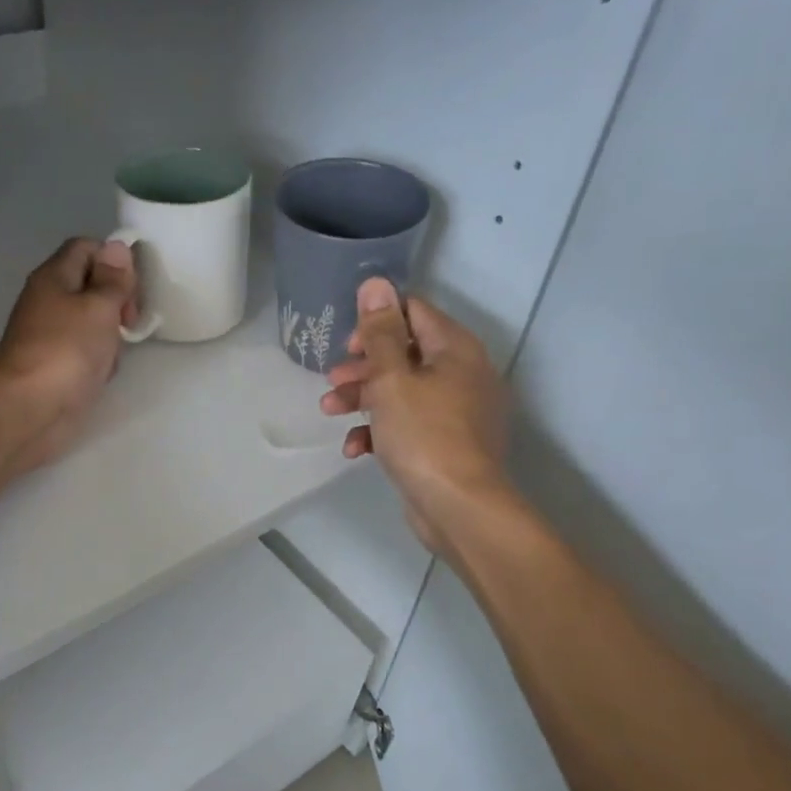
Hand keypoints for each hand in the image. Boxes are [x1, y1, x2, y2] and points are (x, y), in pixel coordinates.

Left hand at [0, 237, 138, 473]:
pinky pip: (86, 352)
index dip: (114, 260)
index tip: (131, 288)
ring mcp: (51, 335)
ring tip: (115, 353)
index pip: (87, 248)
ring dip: (110, 335)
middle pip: (91, 285)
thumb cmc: (66, 351)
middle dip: (117, 301)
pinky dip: (99, 360)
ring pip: (92, 322)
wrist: (30, 409)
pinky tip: (103, 374)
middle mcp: (49, 301)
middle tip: (129, 322)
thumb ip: (113, 279)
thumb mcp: (99, 307)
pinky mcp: (56, 365)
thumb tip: (117, 247)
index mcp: (54, 277)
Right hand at [319, 278, 511, 554]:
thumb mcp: (392, 378)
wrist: (459, 507)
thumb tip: (376, 283)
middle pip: (404, 353)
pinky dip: (380, 430)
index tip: (347, 345)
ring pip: (401, 390)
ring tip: (330, 411)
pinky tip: (355, 448)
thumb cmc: (424, 434)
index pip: (413, 312)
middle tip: (333, 379)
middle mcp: (461, 373)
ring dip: (362, 397)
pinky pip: (408, 424)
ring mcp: (456, 411)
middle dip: (362, 365)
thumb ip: (380, 331)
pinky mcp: (445, 443)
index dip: (376, 321)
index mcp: (455, 349)